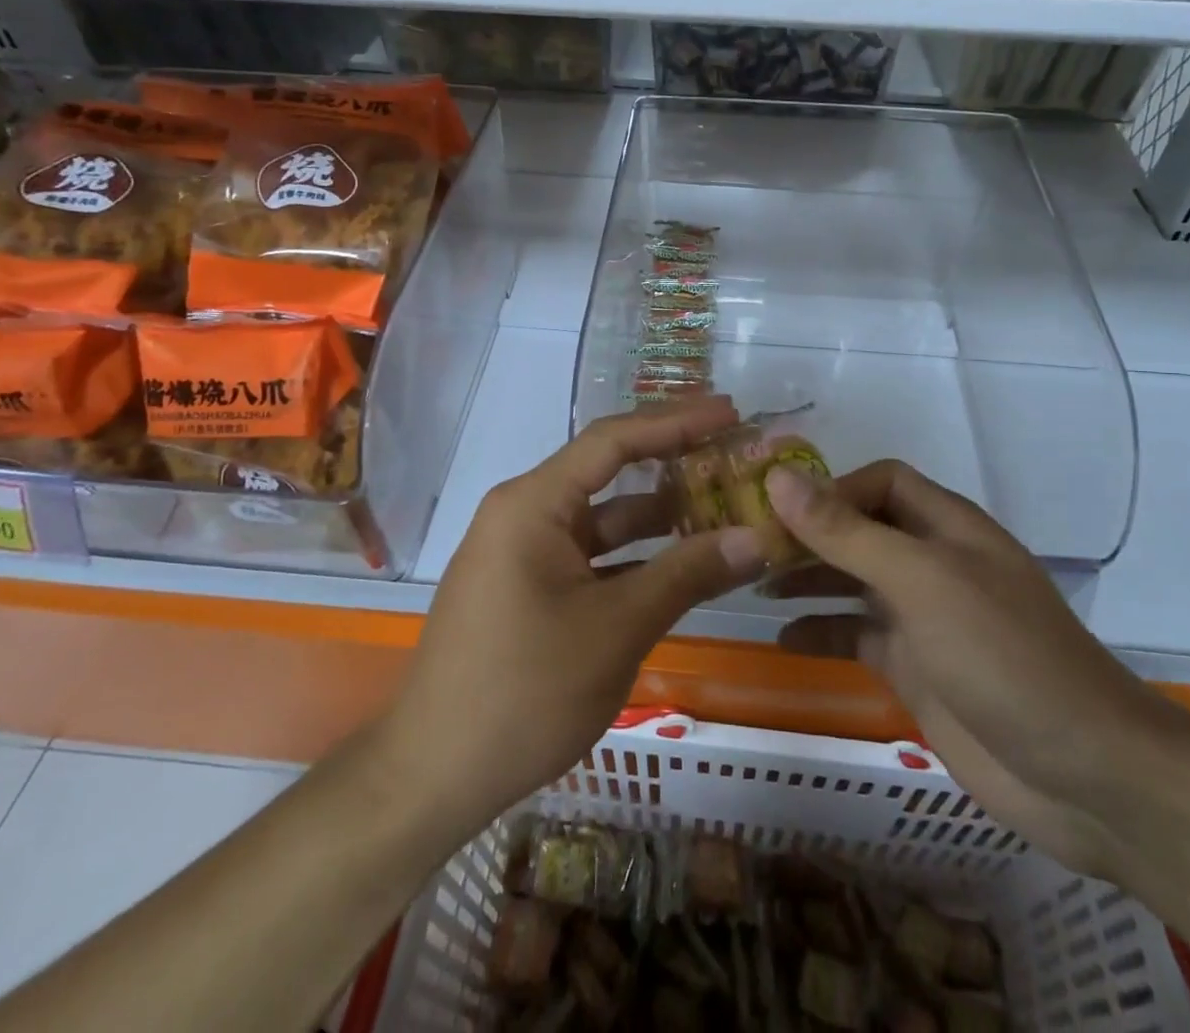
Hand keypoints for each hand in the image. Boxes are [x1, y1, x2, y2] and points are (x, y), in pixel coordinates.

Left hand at [381, 397, 765, 830]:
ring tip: (723, 507)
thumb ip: (687, 574)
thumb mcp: (616, 629)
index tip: (730, 412)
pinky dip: (634, 556)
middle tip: (734, 452)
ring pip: (602, 519)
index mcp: (534, 503)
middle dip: (672, 462)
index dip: (676, 421)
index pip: (613, 439)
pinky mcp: (527, 588)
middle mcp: (524, 513)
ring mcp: (523, 553)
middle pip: (608, 472)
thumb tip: (756, 537)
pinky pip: (590, 555)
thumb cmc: (524, 691)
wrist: (433, 776)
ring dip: (659, 516)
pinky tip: (681, 565)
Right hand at [768, 461, 1183, 874]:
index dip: (830, 488)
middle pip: (859, 530)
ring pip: (853, 582)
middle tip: (747, 548)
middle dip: (807, 534)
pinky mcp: (916, 669)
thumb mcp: (920, 581)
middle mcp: (933, 563)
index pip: (879, 482)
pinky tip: (782, 639)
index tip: (775, 510)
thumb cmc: (1002, 656)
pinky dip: (821, 632)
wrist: (1085, 776)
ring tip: (753, 584)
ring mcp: (924, 618)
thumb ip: (847, 532)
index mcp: (946, 527)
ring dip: (807, 578)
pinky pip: (857, 636)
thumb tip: (778, 478)